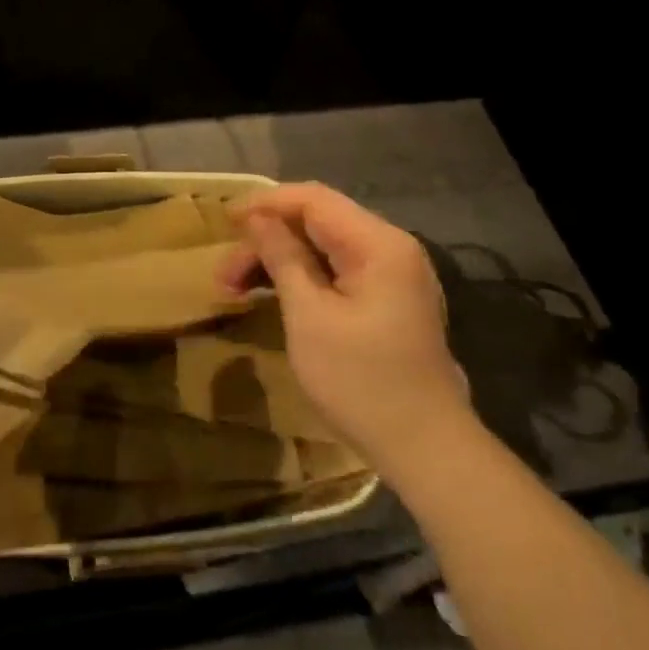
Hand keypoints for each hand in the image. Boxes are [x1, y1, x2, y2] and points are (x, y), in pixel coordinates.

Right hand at [220, 184, 471, 480]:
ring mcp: (390, 276)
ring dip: (276, 261)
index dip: (264, 204)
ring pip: (321, 248)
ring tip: (233, 290)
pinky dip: (299, 278)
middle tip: (222, 276)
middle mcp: (389, 248)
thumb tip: (257, 218)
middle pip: (315, 222)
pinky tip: (268, 296)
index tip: (223, 220)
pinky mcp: (385, 301)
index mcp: (378, 244)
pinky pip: (335, 271)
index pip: (313, 200)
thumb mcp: (310, 316)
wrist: (426, 450)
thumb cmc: (361, 381)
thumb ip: (283, 257)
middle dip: (265, 240)